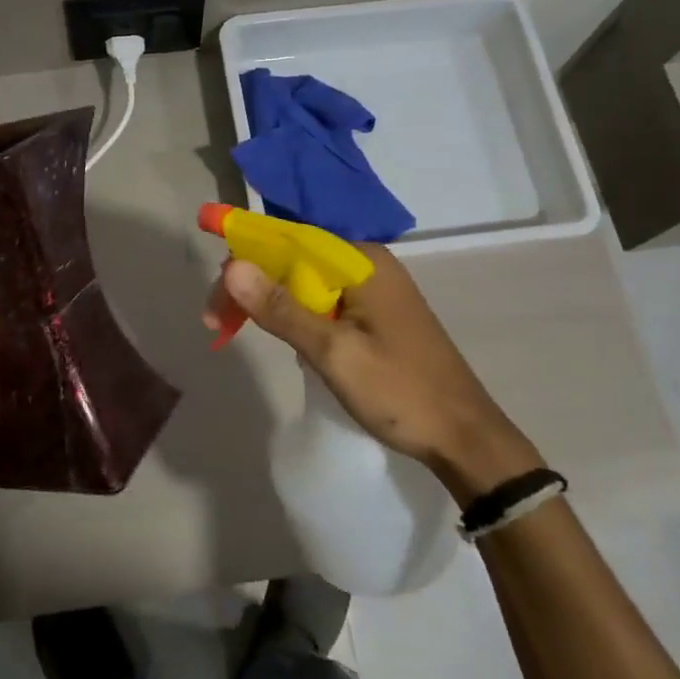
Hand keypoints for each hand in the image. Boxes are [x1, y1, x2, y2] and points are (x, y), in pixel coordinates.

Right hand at [206, 245, 541, 502]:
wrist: (466, 438)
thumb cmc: (400, 392)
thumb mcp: (334, 352)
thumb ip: (282, 308)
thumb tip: (231, 265)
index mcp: (362, 261)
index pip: (289, 240)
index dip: (245, 256)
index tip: (213, 292)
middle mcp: (369, 264)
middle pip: (296, 259)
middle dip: (253, 284)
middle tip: (217, 321)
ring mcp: (376, 290)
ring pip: (308, 282)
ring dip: (271, 301)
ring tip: (235, 325)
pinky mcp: (378, 315)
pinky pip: (326, 301)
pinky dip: (297, 314)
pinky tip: (281, 334)